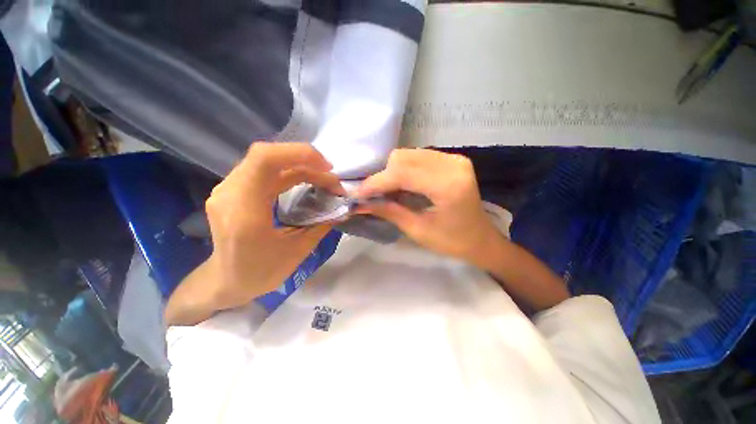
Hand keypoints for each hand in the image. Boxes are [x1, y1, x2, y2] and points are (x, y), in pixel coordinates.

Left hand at [177, 143, 343, 317]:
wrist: (226, 281)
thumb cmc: (261, 272)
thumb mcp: (298, 251)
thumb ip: (322, 225)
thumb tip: (343, 208)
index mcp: (245, 210)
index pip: (265, 160)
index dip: (300, 155)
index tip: (327, 168)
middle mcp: (230, 193)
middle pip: (268, 156)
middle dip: (306, 161)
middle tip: (330, 176)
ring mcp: (228, 188)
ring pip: (267, 160)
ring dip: (299, 165)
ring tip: (322, 178)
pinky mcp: (233, 189)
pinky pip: (263, 170)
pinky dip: (288, 170)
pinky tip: (304, 180)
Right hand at [356, 149, 500, 263]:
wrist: (481, 239)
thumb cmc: (452, 242)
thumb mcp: (417, 230)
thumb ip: (389, 212)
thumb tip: (360, 204)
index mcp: (448, 185)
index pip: (402, 174)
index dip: (376, 183)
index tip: (357, 194)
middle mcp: (452, 164)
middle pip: (403, 158)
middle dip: (383, 177)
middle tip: (374, 196)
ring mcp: (454, 159)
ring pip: (408, 155)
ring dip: (393, 172)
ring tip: (388, 192)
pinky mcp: (453, 160)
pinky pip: (418, 157)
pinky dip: (404, 170)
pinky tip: (403, 185)